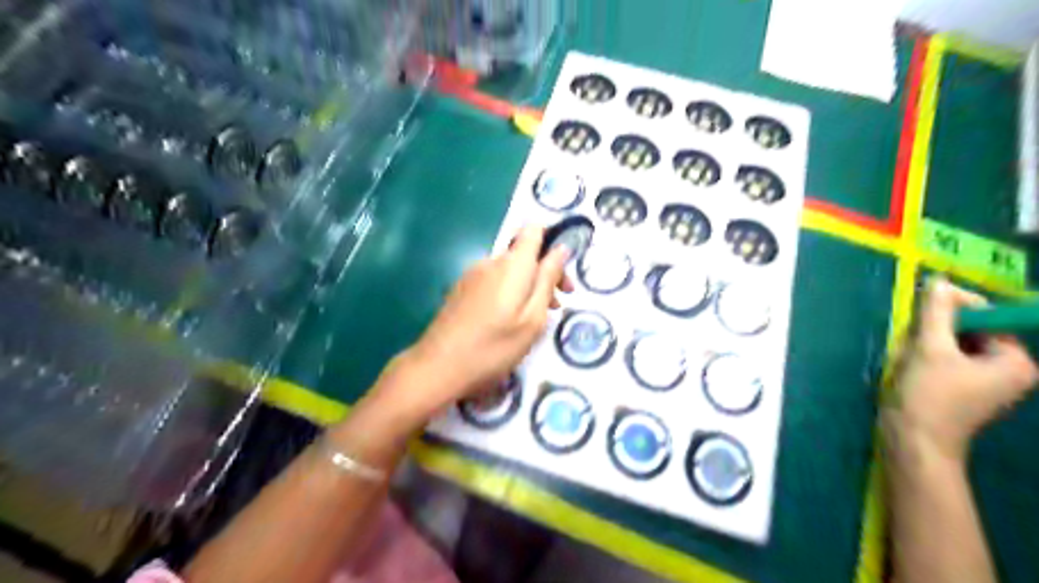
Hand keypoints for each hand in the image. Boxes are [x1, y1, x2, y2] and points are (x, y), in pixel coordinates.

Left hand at [407, 224, 571, 411]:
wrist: (437, 367)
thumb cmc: (493, 347)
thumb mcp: (532, 318)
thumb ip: (548, 280)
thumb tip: (561, 249)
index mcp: (512, 264)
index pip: (534, 230)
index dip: (552, 243)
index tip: (561, 275)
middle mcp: (490, 261)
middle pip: (524, 254)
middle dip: (544, 274)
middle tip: (558, 306)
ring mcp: (472, 275)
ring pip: (509, 271)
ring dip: (527, 287)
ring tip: (534, 321)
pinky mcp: (461, 290)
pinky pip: (493, 282)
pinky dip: (508, 294)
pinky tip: (508, 323)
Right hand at [893, 278, 1038, 458]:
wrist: (913, 442)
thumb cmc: (929, 396)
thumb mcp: (930, 349)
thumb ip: (936, 313)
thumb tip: (939, 281)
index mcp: (1016, 362)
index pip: (987, 317)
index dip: (953, 307)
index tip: (921, 310)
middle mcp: (1009, 371)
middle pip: (970, 331)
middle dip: (936, 330)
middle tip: (911, 338)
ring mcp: (987, 383)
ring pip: (955, 344)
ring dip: (927, 343)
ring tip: (908, 354)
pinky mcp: (964, 390)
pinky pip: (948, 360)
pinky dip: (927, 356)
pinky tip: (909, 365)